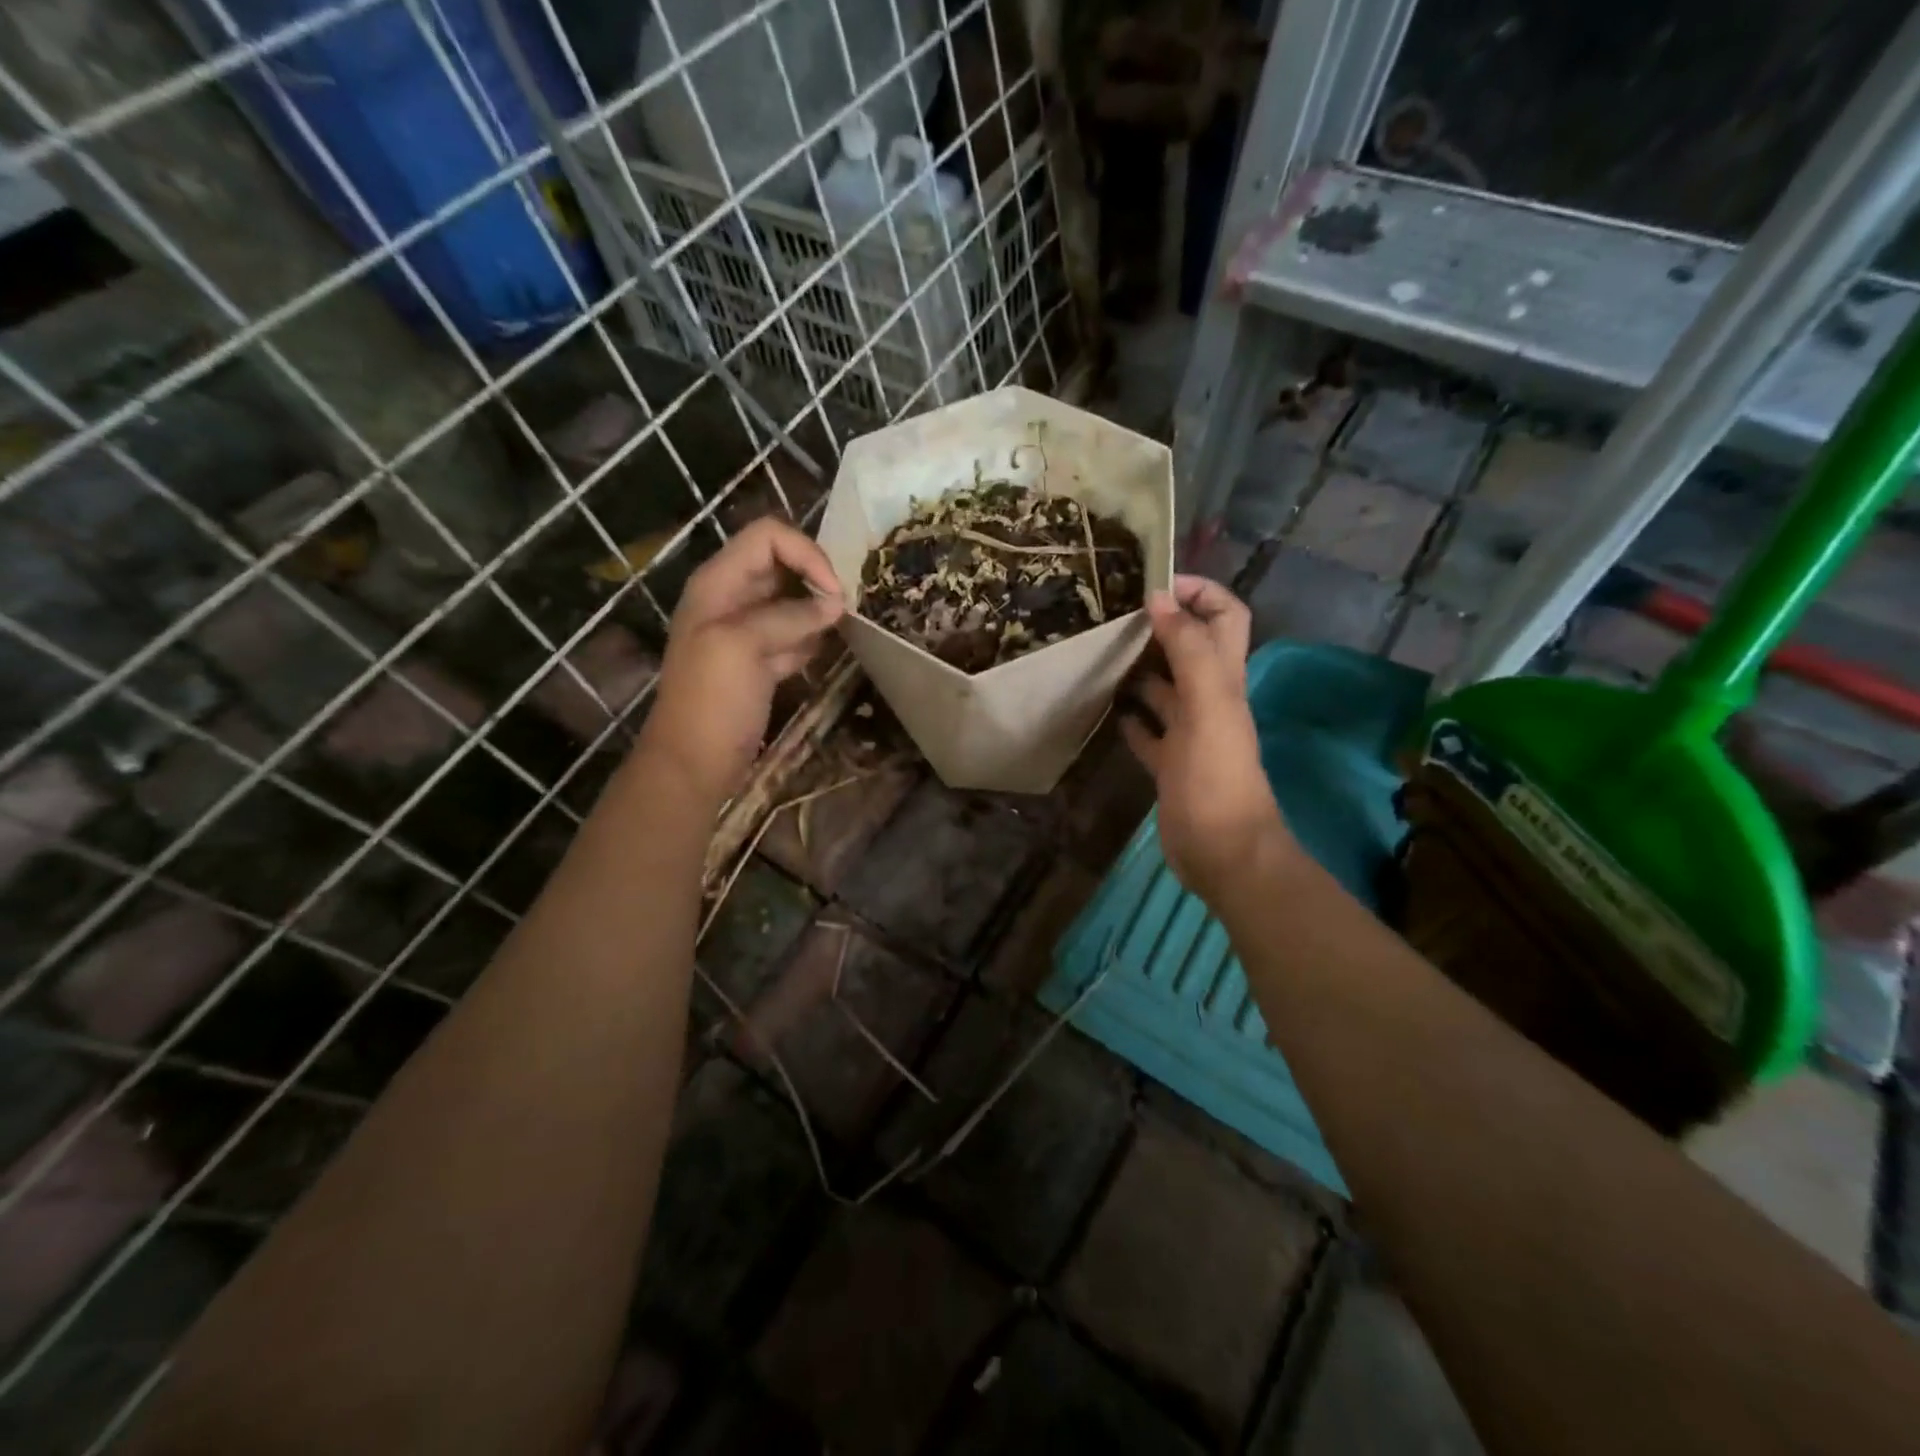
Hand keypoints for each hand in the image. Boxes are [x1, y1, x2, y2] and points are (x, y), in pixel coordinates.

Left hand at [640, 518, 844, 802]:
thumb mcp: (742, 646)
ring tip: (843, 628)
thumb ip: (789, 616)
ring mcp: (747, 631)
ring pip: (793, 600)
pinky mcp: (761, 661)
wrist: (695, 763)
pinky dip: (812, 639)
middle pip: (783, 564)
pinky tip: (822, 654)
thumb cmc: (711, 700)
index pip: (768, 537)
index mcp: (718, 583)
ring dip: (819, 610)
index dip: (806, 553)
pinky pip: (794, 635)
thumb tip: (835, 604)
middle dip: (817, 579)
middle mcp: (733, 598)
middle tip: (847, 608)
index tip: (835, 591)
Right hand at [1121, 576, 1292, 904]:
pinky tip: (1109, 710)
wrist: (1223, 851)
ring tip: (1101, 654)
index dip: (1200, 592)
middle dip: (1161, 625)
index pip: (1225, 617)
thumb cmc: (1216, 777)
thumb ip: (1188, 650)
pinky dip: (1132, 717)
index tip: (1154, 582)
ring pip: (1165, 688)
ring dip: (1140, 669)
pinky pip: (1149, 731)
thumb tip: (1160, 598)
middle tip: (1115, 614)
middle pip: (1191, 648)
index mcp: (1224, 680)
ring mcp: (1189, 734)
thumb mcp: (1207, 706)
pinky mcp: (1170, 764)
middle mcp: (1209, 700)